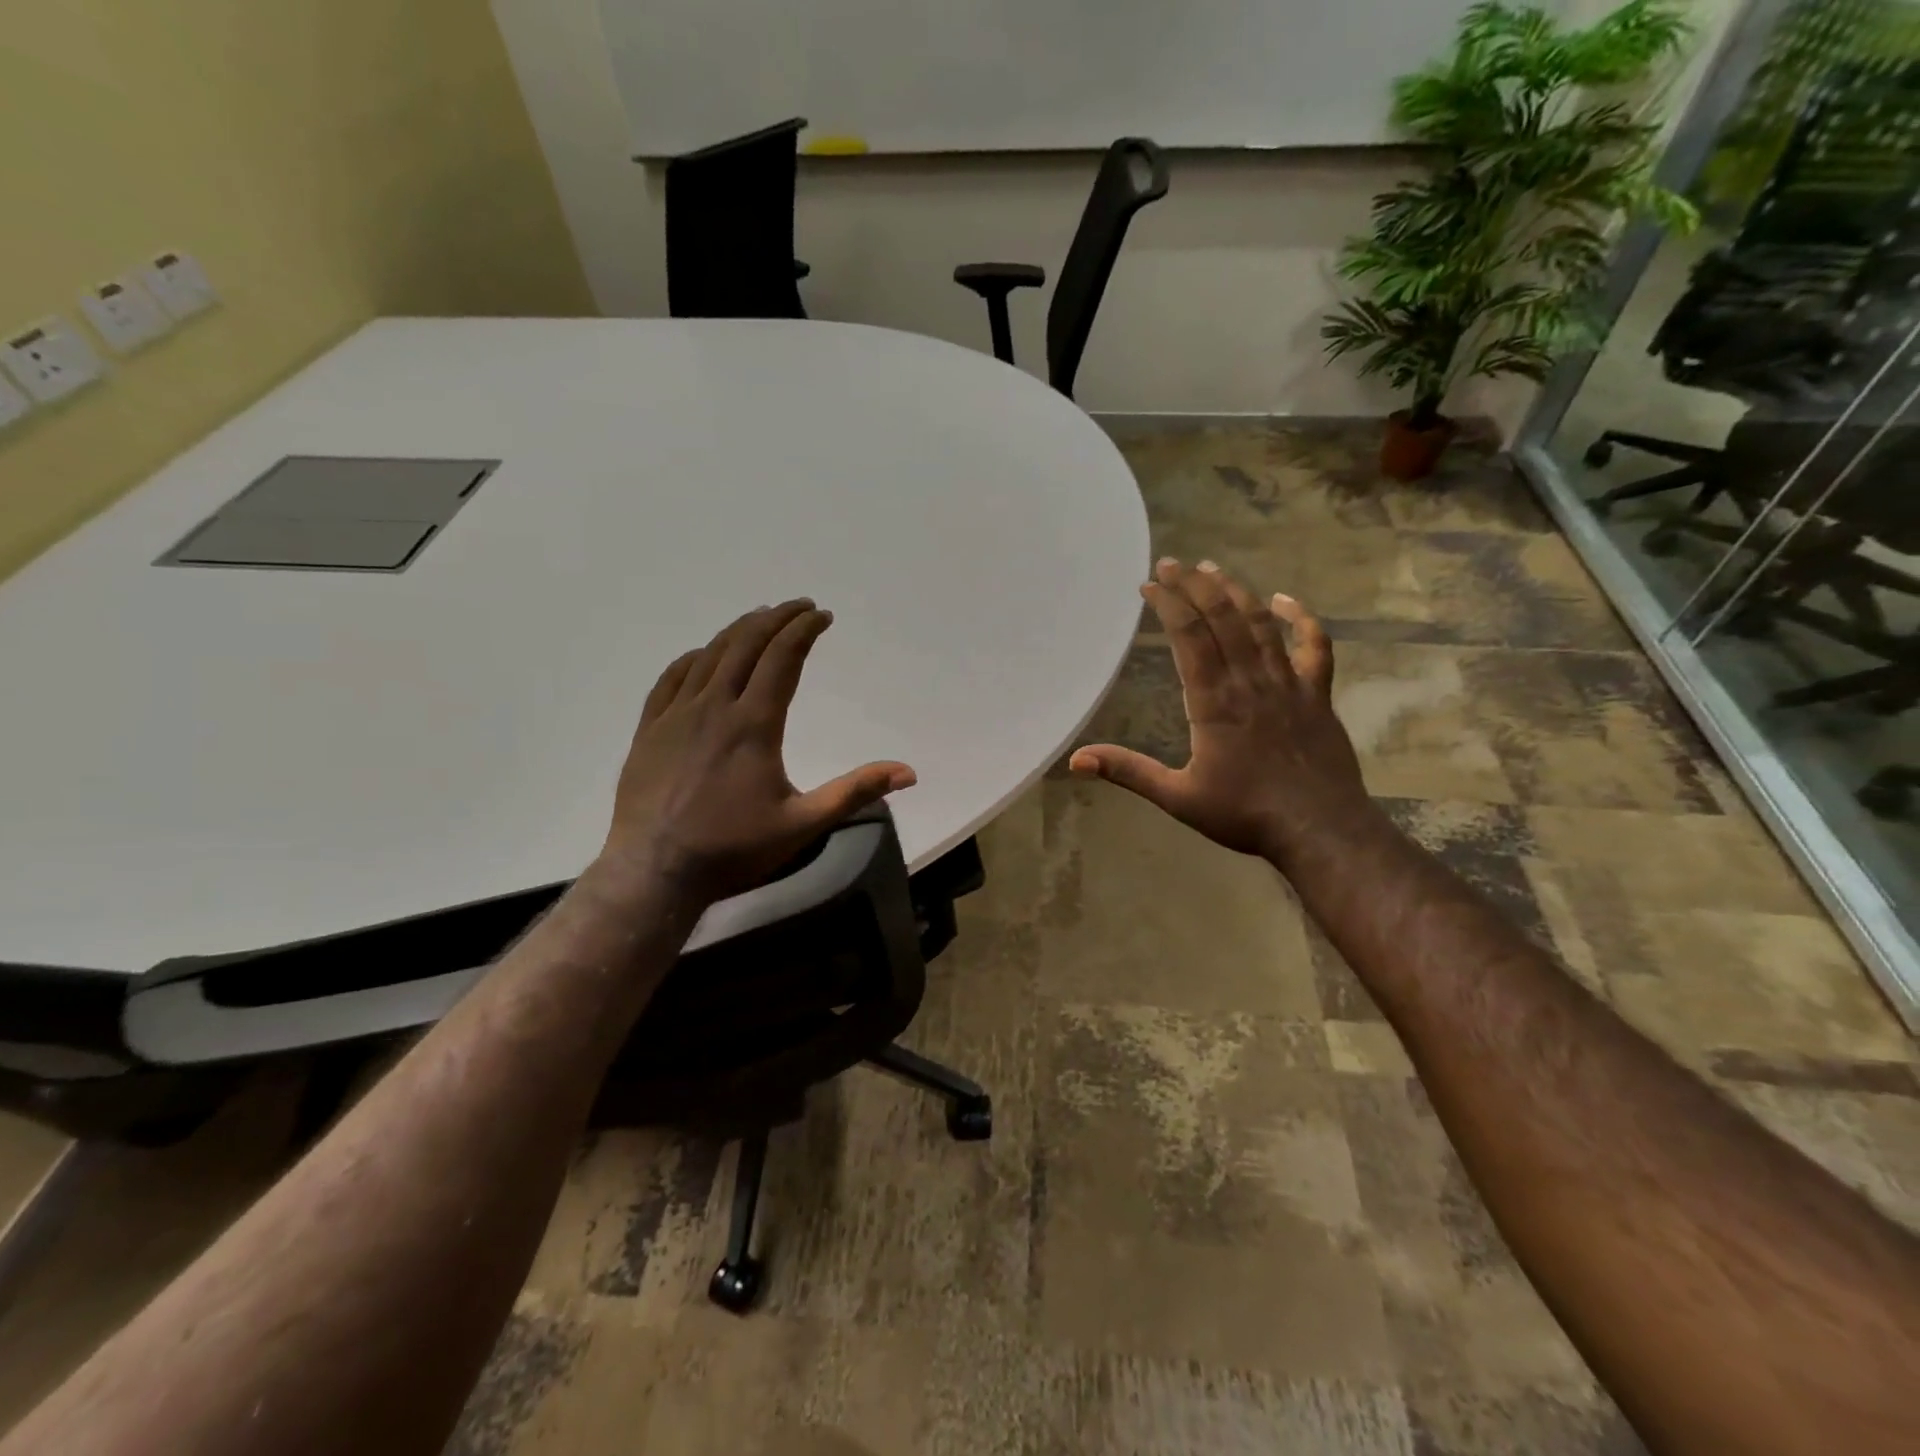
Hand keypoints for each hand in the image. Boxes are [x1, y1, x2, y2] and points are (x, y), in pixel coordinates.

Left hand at [601, 599, 915, 905]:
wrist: (654, 871)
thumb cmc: (734, 848)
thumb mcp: (804, 824)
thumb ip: (855, 792)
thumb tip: (909, 772)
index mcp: (754, 723)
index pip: (783, 657)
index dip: (804, 630)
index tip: (822, 615)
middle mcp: (714, 706)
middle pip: (746, 644)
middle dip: (776, 619)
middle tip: (799, 606)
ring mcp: (676, 715)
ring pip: (709, 655)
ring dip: (738, 630)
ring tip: (760, 618)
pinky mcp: (649, 729)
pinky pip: (672, 678)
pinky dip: (694, 657)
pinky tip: (703, 654)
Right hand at [1069, 558, 1373, 864]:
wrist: (1321, 829)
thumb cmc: (1244, 814)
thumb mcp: (1177, 797)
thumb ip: (1128, 772)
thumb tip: (1075, 760)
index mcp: (1213, 701)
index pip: (1188, 636)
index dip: (1168, 604)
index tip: (1148, 584)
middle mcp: (1250, 680)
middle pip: (1222, 617)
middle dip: (1194, 585)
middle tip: (1170, 564)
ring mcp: (1289, 682)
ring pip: (1260, 623)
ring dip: (1234, 591)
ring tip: (1210, 569)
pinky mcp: (1317, 694)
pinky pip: (1313, 645)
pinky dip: (1300, 619)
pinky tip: (1284, 601)